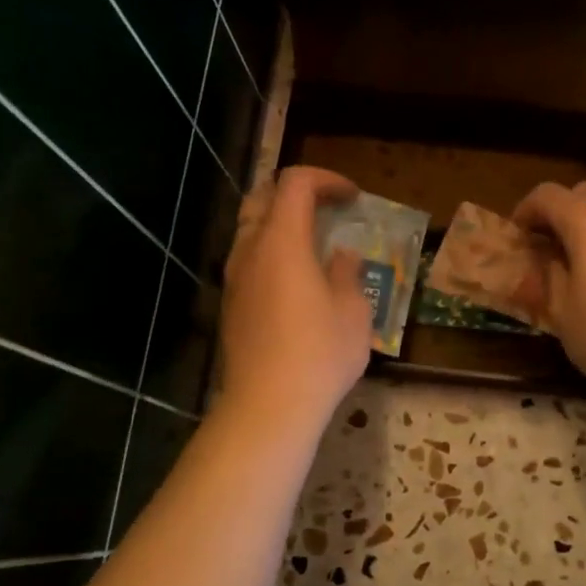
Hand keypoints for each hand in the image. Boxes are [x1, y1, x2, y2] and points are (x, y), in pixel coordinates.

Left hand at [218, 166, 371, 429]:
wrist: (268, 405)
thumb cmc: (320, 353)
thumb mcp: (353, 312)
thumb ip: (347, 273)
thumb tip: (342, 255)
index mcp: (282, 241)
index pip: (295, 183)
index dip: (326, 180)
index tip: (353, 198)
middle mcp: (250, 250)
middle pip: (263, 197)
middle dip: (297, 194)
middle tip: (328, 210)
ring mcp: (235, 278)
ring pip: (250, 229)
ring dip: (281, 224)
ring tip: (314, 245)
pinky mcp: (231, 304)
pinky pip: (249, 260)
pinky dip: (272, 252)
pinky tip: (297, 280)